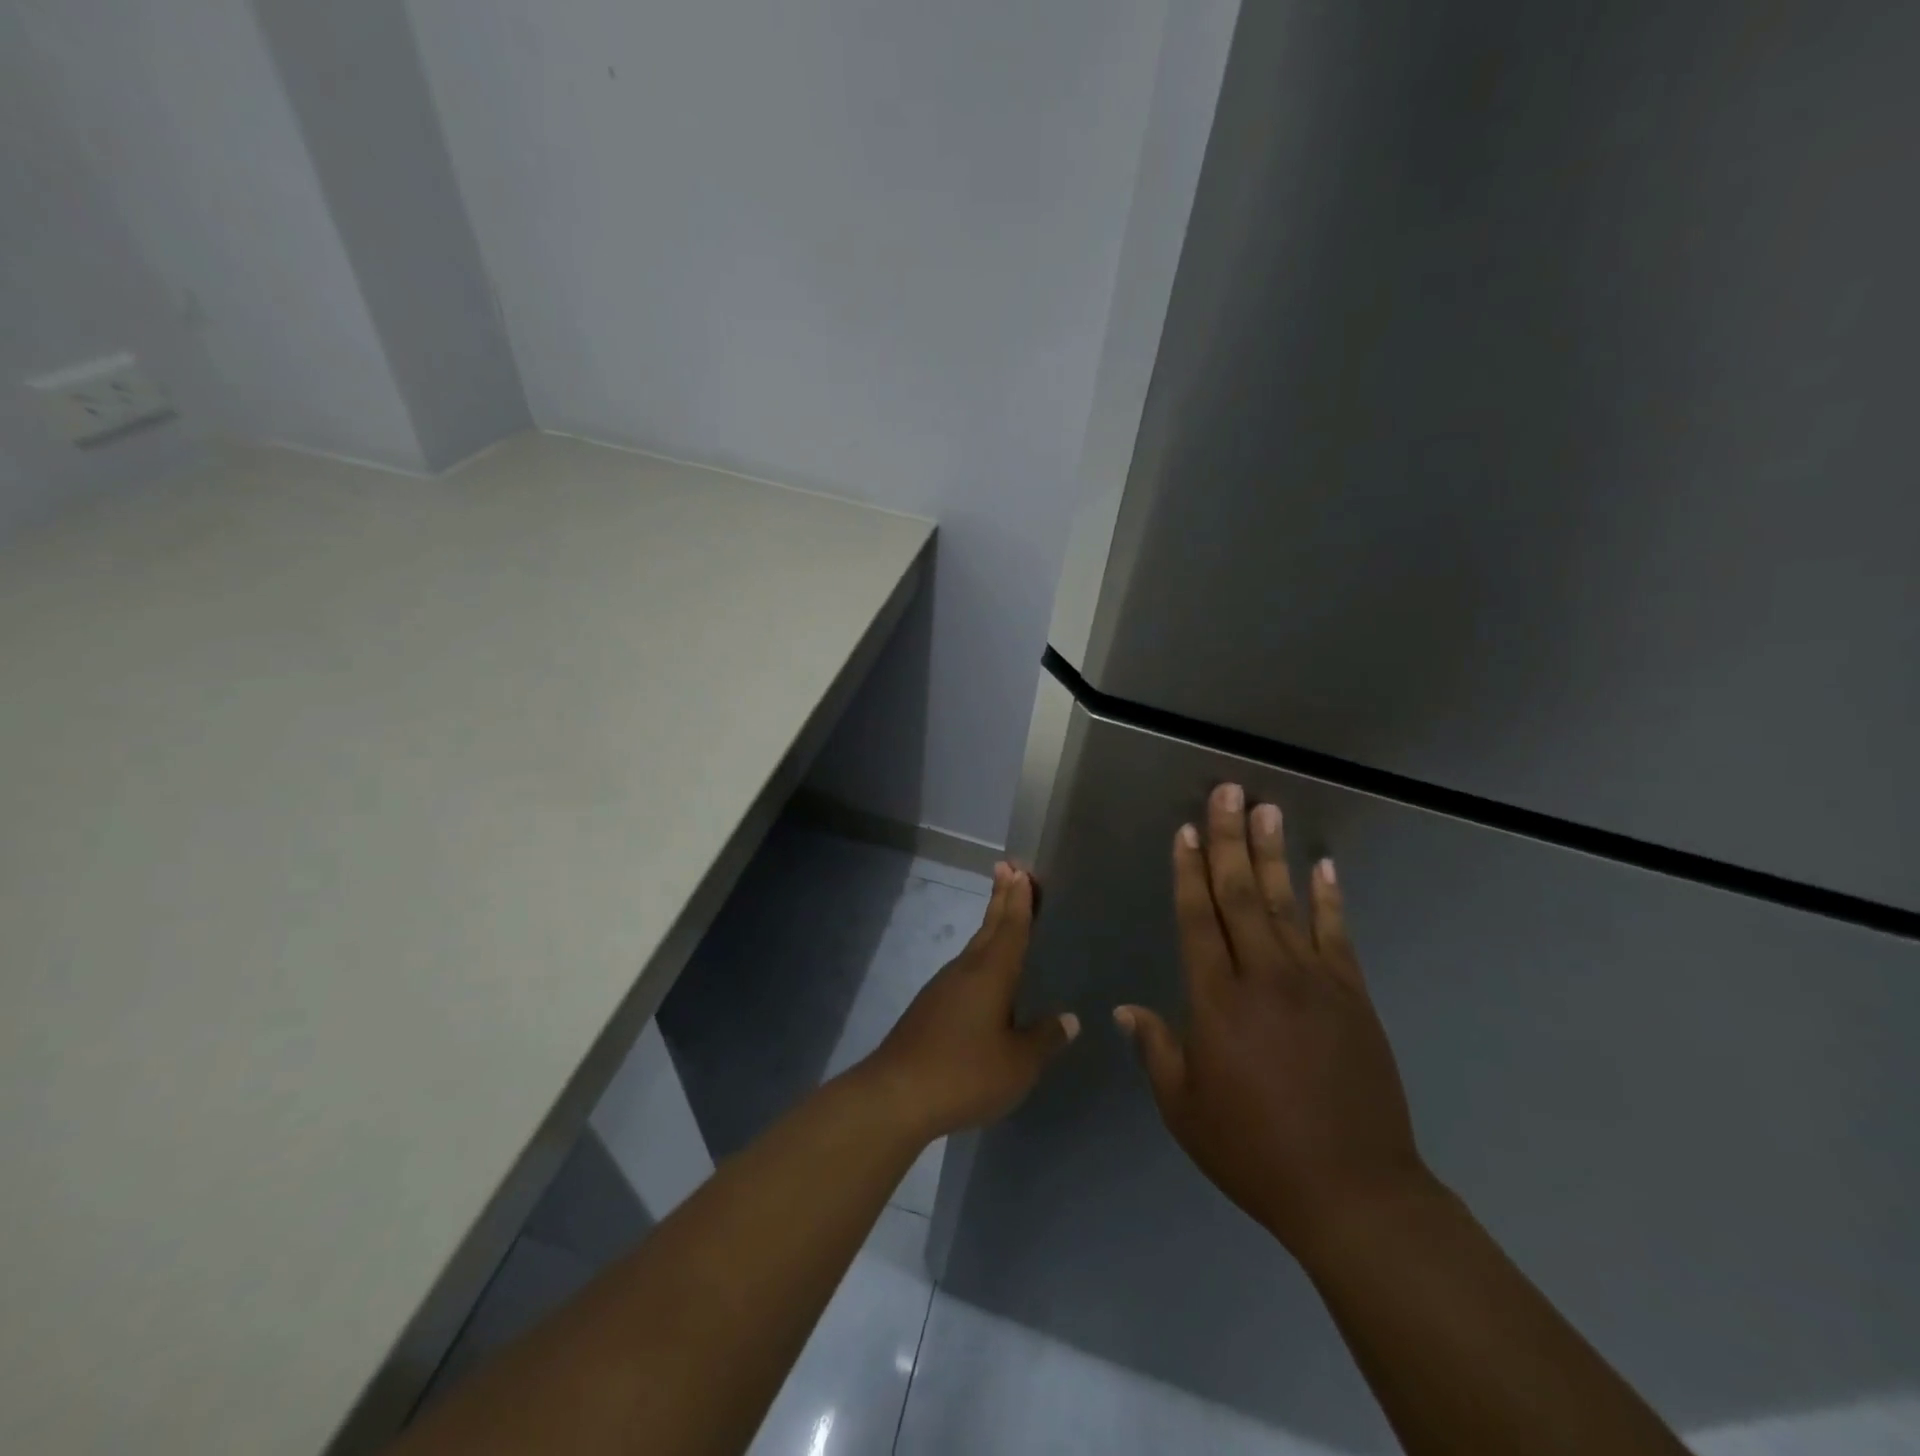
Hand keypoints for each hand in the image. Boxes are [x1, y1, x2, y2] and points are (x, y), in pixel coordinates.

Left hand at [859, 862, 1079, 1139]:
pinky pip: (963, 971)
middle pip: (989, 927)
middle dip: (1001, 898)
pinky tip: (984, 978)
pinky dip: (979, 958)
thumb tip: (1068, 1019)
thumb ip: (1044, 1039)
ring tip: (1003, 916)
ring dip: (990, 927)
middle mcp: (965, 970)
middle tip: (1010, 869)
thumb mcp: (1018, 1064)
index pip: (1011, 927)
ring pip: (974, 948)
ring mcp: (943, 988)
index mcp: (991, 974)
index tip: (1021, 870)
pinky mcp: (929, 1008)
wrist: (896, 1095)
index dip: (1019, 900)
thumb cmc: (965, 1073)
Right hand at [1116, 784, 1430, 1257]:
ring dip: (1272, 854)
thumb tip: (1126, 1010)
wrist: (1352, 1192)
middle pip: (1240, 894)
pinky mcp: (1353, 997)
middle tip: (1227, 793)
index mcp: (1216, 1001)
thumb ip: (1156, 1050)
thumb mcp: (1185, 1108)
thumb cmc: (1253, 1151)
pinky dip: (1330, 898)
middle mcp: (1263, 977)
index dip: (1188, 871)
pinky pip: (1338, 935)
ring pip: (1286, 903)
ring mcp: (1314, 983)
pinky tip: (1322, 866)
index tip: (1185, 831)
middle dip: (1228, 840)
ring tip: (1267, 810)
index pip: (1197, 919)